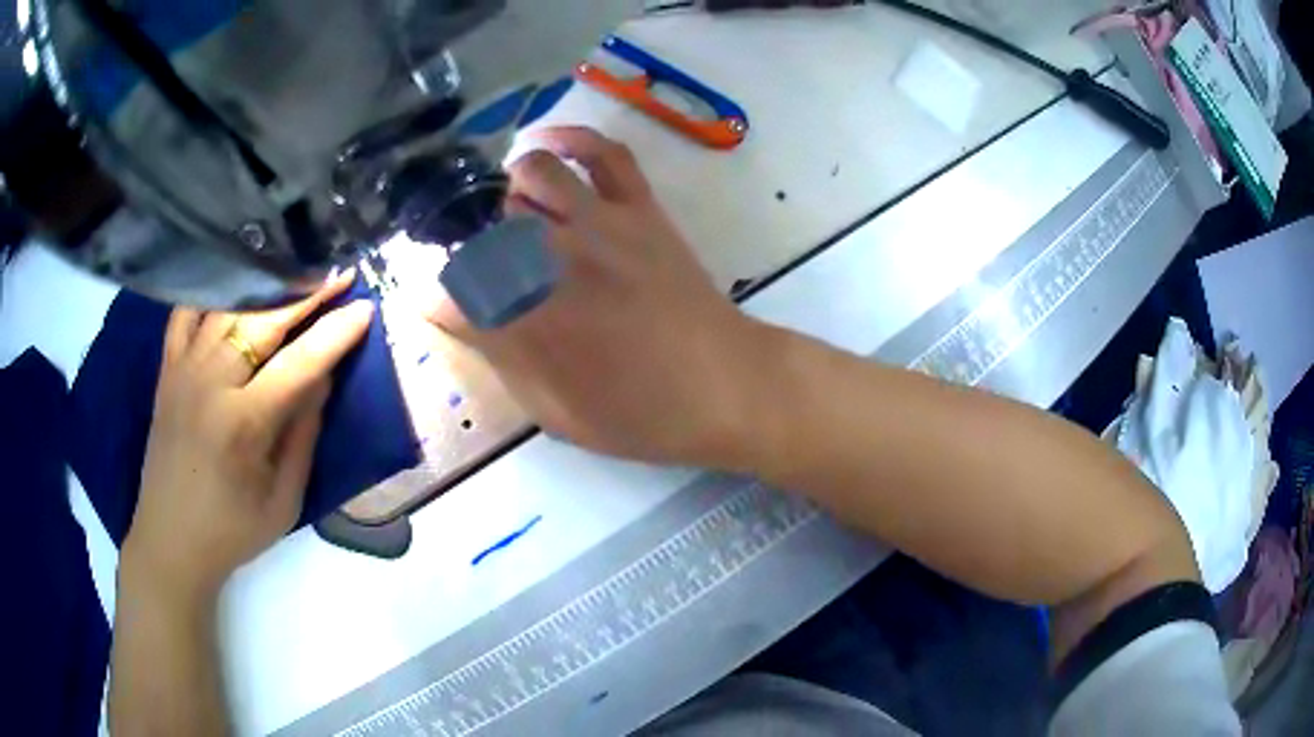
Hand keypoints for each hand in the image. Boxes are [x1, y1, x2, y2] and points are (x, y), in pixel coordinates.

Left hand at [121, 273, 373, 603]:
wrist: (170, 542)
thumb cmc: (232, 532)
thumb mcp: (284, 501)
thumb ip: (304, 436)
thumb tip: (324, 379)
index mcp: (243, 424)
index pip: (299, 364)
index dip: (335, 334)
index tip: (365, 308)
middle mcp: (210, 385)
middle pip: (262, 321)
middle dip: (306, 294)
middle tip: (339, 275)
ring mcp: (183, 371)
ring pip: (227, 308)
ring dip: (266, 288)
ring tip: (296, 274)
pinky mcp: (166, 371)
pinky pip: (186, 314)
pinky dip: (211, 295)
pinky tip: (233, 289)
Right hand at [425, 128, 776, 466]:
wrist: (728, 386)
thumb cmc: (643, 415)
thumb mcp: (559, 415)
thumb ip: (504, 360)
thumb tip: (463, 319)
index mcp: (532, 324)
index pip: (452, 293)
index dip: (434, 296)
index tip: (436, 303)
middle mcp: (557, 260)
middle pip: (486, 225)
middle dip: (470, 244)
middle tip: (480, 266)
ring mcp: (603, 223)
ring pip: (532, 175)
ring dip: (509, 191)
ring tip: (513, 215)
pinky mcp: (641, 208)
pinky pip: (603, 152)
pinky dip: (569, 139)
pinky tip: (545, 147)